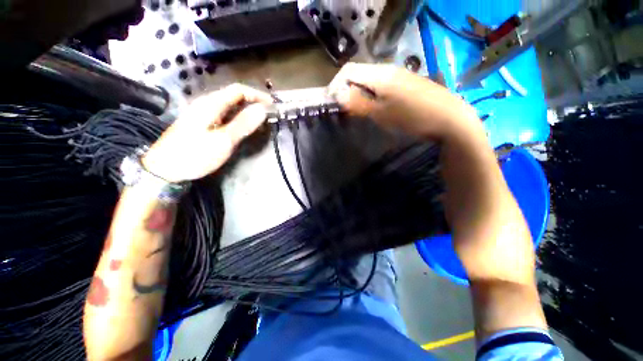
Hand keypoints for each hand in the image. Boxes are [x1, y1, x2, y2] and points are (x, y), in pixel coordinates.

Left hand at [142, 84, 272, 182]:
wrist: (165, 169)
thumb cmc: (195, 154)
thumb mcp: (223, 140)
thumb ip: (243, 124)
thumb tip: (262, 110)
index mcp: (211, 104)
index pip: (238, 90)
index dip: (257, 95)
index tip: (272, 105)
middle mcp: (207, 104)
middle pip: (234, 96)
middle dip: (254, 103)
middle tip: (269, 115)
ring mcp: (204, 114)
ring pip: (230, 106)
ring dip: (247, 111)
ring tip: (261, 122)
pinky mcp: (203, 123)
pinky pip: (225, 115)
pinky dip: (239, 119)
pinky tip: (245, 128)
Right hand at [328, 63, 482, 141]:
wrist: (450, 119)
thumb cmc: (412, 116)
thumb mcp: (381, 113)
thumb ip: (358, 103)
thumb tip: (337, 94)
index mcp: (380, 74)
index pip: (349, 70)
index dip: (336, 84)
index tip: (332, 103)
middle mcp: (389, 70)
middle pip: (360, 75)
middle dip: (347, 91)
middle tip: (345, 111)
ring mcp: (400, 76)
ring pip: (371, 82)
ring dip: (360, 95)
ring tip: (358, 113)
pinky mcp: (407, 85)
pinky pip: (383, 87)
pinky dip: (373, 97)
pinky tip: (377, 110)